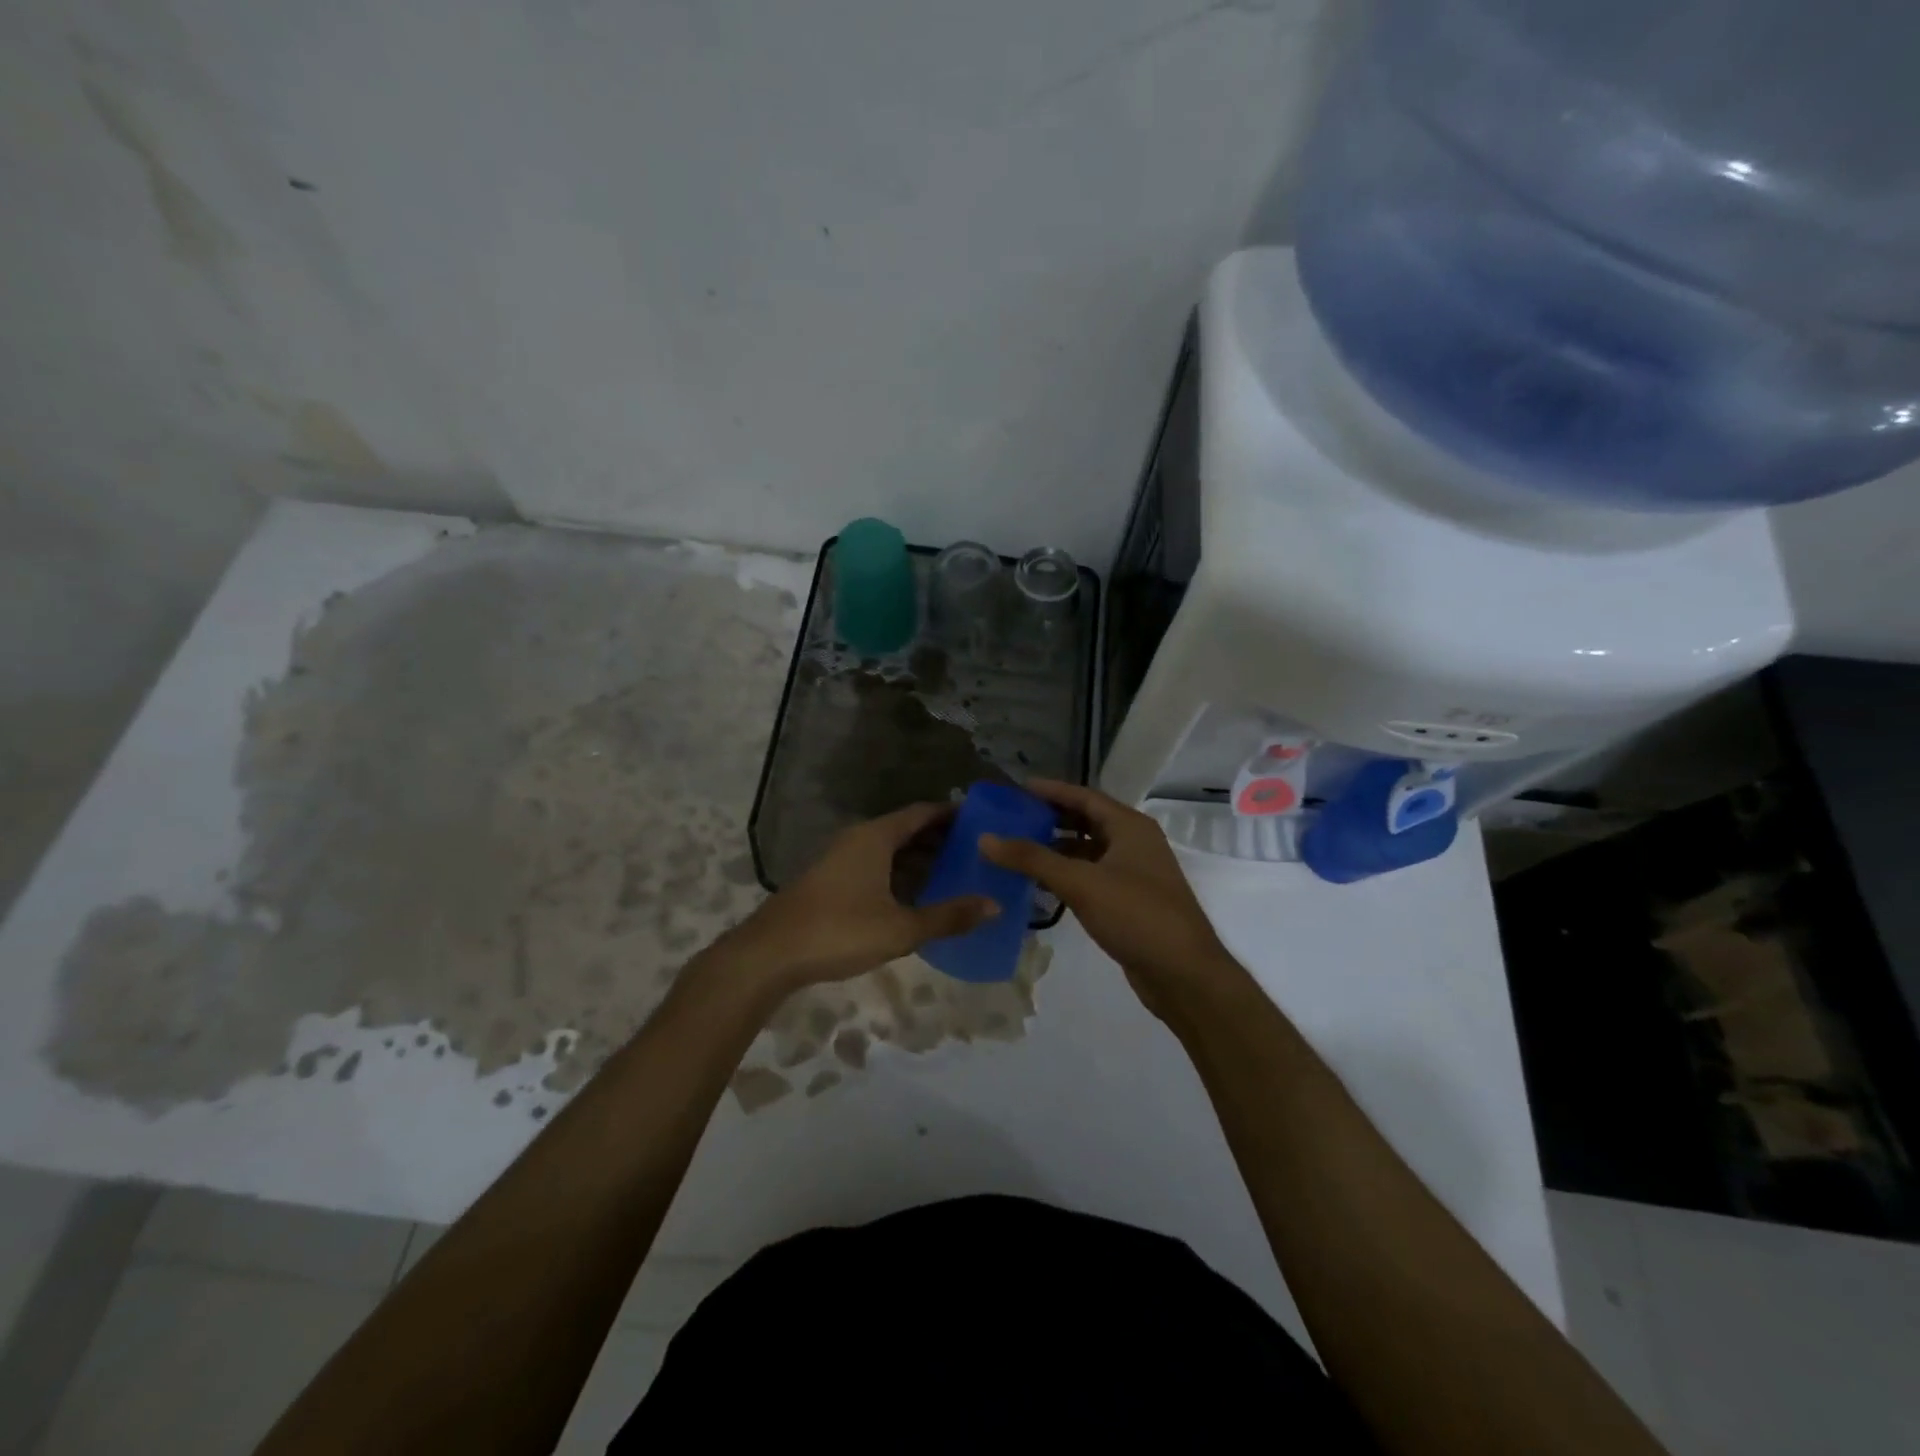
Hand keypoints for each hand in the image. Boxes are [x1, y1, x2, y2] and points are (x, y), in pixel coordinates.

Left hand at [728, 803, 997, 990]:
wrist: (770, 954)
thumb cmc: (839, 931)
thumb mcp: (901, 928)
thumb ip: (948, 916)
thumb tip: (994, 905)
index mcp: (876, 837)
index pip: (922, 813)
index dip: (952, 814)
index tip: (981, 820)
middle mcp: (858, 839)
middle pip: (906, 829)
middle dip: (939, 838)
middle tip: (975, 851)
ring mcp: (840, 859)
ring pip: (888, 849)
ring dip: (918, 858)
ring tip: (952, 873)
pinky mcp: (830, 880)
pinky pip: (874, 865)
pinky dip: (898, 873)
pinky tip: (913, 896)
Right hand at [979, 779, 1232, 1013]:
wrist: (1183, 974)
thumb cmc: (1136, 915)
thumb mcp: (1081, 883)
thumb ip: (1032, 859)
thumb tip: (986, 838)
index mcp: (1130, 826)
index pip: (1084, 796)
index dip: (1050, 791)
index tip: (1016, 789)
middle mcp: (1134, 842)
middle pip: (1085, 820)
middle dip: (1049, 818)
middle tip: (1011, 818)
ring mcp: (1133, 872)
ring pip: (1087, 851)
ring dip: (1055, 849)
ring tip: (1016, 849)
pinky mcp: (1128, 900)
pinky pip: (1091, 876)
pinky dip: (1066, 875)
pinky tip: (1039, 884)